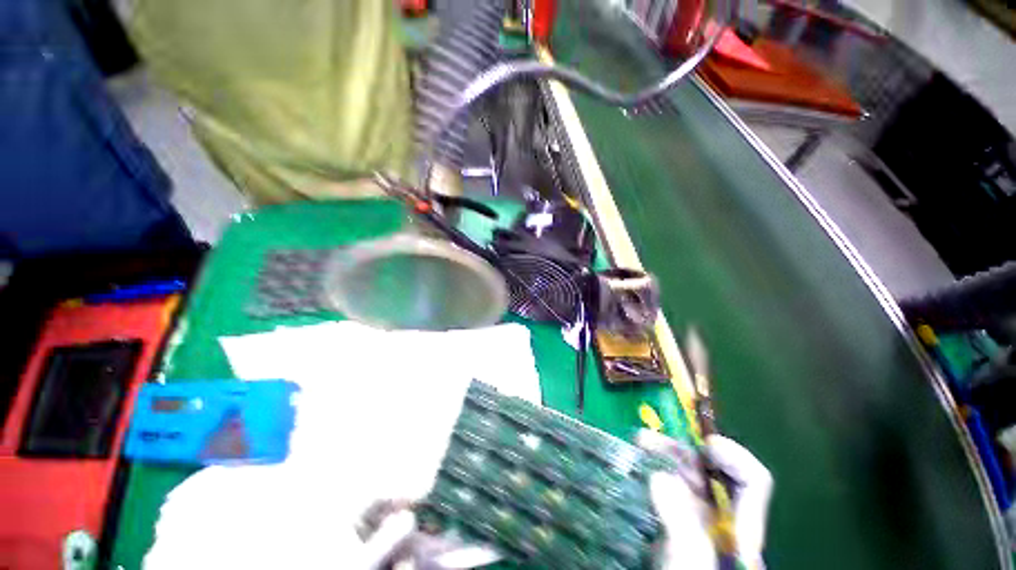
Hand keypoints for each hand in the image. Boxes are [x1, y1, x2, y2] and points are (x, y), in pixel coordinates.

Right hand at [638, 431, 772, 569]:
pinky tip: (636, 469)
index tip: (705, 445)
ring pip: (687, 479)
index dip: (734, 458)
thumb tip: (660, 476)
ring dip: (664, 457)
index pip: (752, 484)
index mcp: (741, 531)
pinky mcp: (675, 525)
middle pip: (712, 475)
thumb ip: (682, 527)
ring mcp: (698, 523)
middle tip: (647, 439)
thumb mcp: (689, 566)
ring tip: (638, 444)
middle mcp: (722, 521)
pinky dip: (653, 474)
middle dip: (682, 451)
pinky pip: (667, 491)